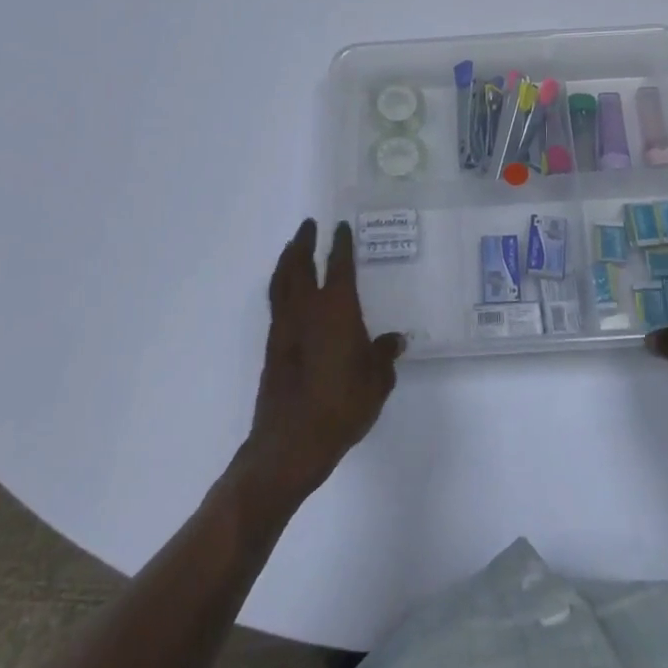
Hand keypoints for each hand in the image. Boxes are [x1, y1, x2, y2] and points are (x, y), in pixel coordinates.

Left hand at [243, 219, 403, 502]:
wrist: (292, 442)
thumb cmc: (341, 406)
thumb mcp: (376, 382)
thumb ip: (383, 356)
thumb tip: (394, 340)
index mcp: (337, 309)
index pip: (339, 266)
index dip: (341, 244)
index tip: (341, 227)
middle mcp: (307, 309)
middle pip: (301, 265)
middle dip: (304, 242)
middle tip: (308, 225)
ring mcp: (285, 327)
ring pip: (282, 281)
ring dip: (287, 260)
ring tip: (292, 248)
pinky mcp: (273, 346)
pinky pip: (276, 302)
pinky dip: (280, 286)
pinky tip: (287, 291)